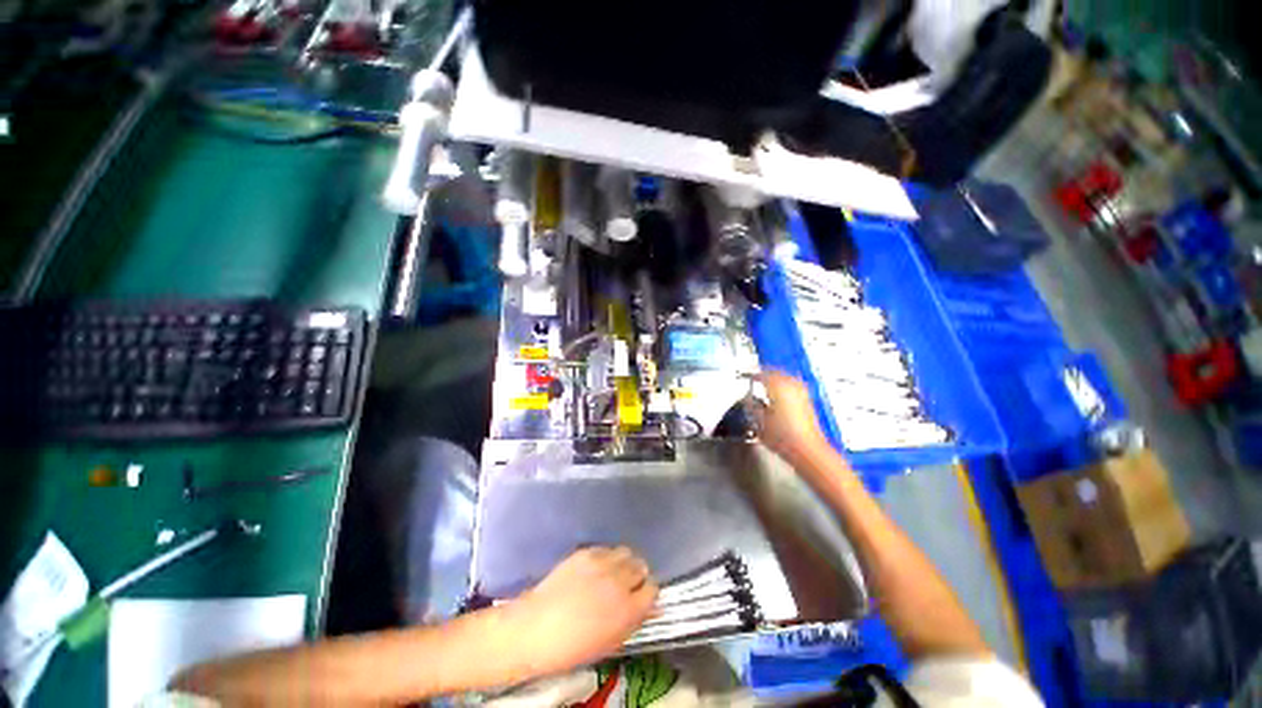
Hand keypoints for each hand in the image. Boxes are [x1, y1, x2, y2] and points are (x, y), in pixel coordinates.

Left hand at [502, 547, 657, 677]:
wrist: (535, 628)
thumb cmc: (573, 647)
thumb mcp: (610, 642)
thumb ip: (633, 621)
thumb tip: (650, 607)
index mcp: (628, 609)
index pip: (652, 589)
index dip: (647, 593)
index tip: (640, 597)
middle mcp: (619, 581)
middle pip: (640, 566)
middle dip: (636, 575)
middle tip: (626, 584)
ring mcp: (602, 563)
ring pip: (626, 552)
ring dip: (624, 562)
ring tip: (613, 572)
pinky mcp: (586, 552)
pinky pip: (606, 548)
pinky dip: (606, 557)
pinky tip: (595, 568)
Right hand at [756, 370, 830, 466]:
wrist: (807, 450)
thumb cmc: (781, 435)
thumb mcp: (758, 421)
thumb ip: (751, 405)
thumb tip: (748, 398)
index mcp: (778, 385)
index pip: (761, 373)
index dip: (751, 375)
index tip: (743, 378)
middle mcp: (792, 384)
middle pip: (775, 373)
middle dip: (764, 375)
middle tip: (752, 380)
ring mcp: (802, 392)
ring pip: (785, 379)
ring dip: (774, 381)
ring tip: (763, 388)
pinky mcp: (807, 401)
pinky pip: (791, 387)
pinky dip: (782, 388)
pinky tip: (776, 397)